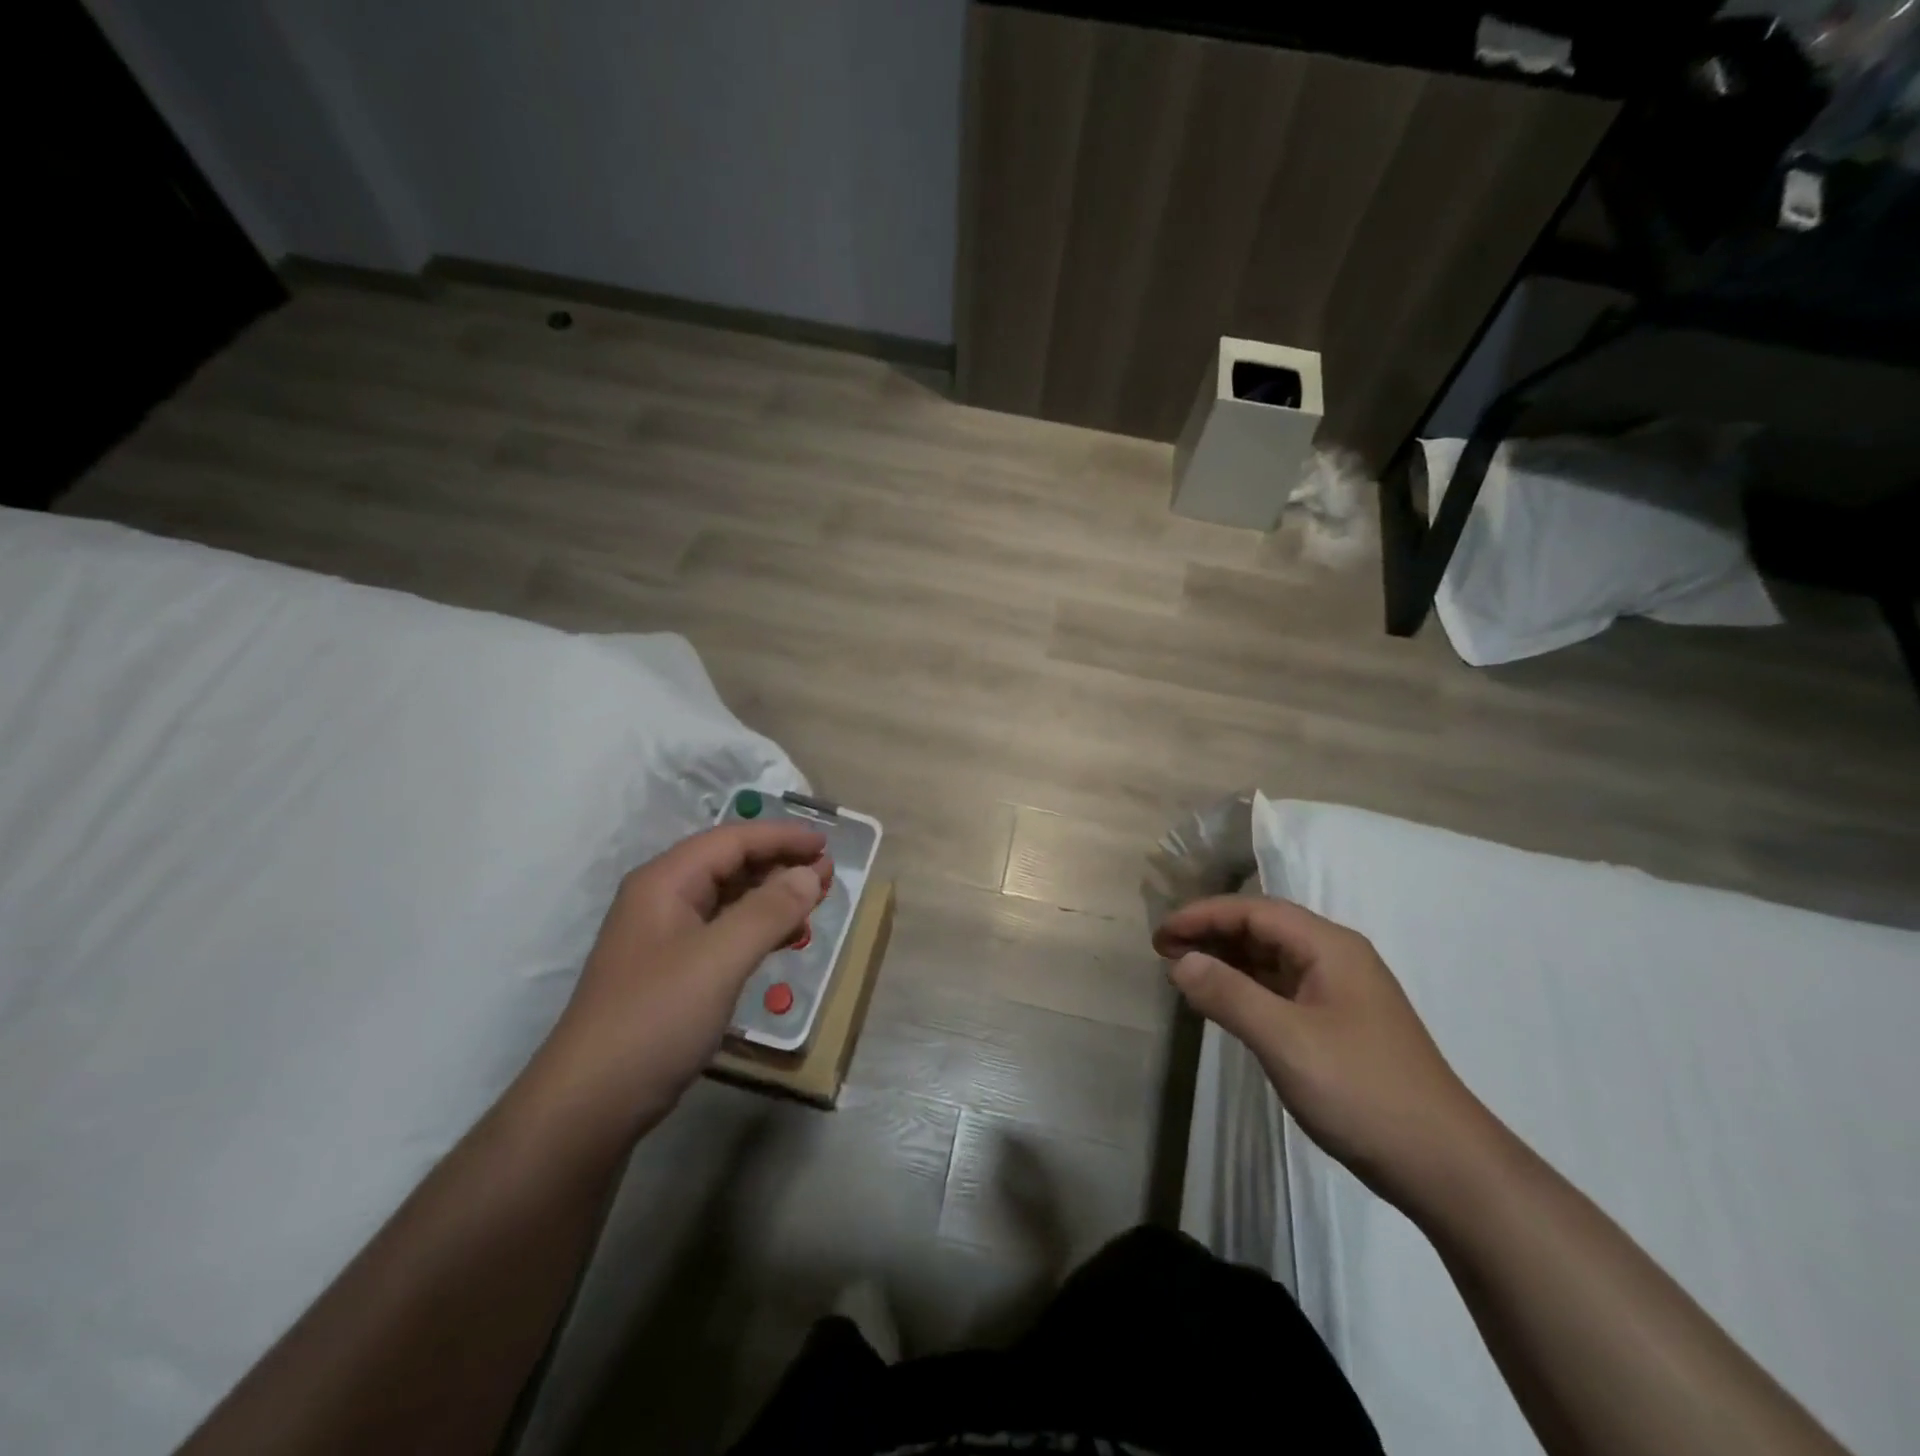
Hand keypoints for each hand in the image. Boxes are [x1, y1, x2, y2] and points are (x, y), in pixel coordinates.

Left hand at [535, 822, 830, 1131]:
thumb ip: (769, 910)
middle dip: (780, 864)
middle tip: (828, 875)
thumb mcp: (719, 959)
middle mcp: (662, 900)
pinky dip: (756, 929)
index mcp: (665, 882)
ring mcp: (663, 938)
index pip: (732, 840)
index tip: (827, 844)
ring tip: (813, 905)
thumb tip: (811, 873)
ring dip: (771, 897)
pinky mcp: (670, 973)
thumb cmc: (655, 1018)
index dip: (782, 837)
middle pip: (729, 864)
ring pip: (727, 900)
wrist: (589, 1105)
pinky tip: (781, 941)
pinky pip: (722, 932)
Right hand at [1154, 895, 1494, 1209]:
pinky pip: (1281, 989)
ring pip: (1271, 960)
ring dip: (1226, 961)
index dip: (1202, 916)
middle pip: (1263, 929)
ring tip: (1184, 973)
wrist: (1445, 1167)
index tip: (1160, 935)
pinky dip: (1246, 988)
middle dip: (1211, 934)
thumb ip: (1229, 995)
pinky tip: (1223, 1003)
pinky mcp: (1339, 1025)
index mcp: (1329, 947)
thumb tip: (1180, 961)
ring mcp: (1340, 993)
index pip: (1254, 911)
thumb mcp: (1286, 1040)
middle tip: (1164, 953)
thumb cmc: (1362, 1091)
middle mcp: (1336, 959)